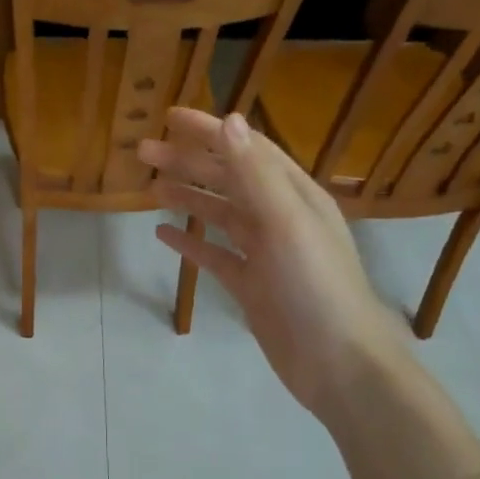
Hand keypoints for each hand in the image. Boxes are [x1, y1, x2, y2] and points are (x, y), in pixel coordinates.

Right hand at [138, 108, 403, 420]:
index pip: (246, 150)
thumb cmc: (314, 288)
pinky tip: (163, 235)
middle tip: (143, 152)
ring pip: (219, 215)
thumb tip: (230, 120)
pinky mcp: (250, 286)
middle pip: (228, 180)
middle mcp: (280, 218)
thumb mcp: (286, 224)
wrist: (336, 361)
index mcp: (294, 195)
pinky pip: (215, 256)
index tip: (169, 117)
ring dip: (187, 198)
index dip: (209, 131)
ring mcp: (264, 254)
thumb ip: (255, 175)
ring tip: (151, 187)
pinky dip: (191, 243)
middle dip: (188, 162)